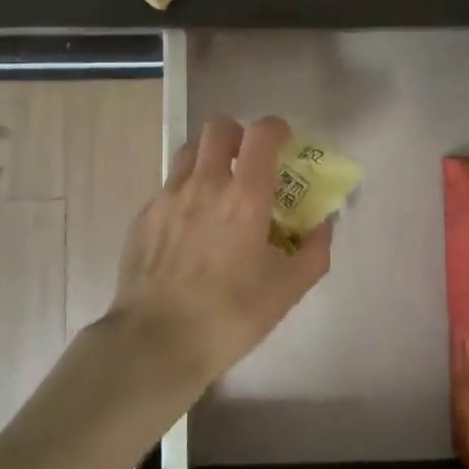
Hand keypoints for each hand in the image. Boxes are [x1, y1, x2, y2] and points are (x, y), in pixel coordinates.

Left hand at [103, 114, 333, 396]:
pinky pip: (169, 186)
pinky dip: (186, 191)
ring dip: (209, 157)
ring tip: (218, 188)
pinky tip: (190, 226)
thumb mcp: (287, 290)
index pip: (261, 133)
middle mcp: (205, 184)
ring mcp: (169, 196)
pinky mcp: (144, 215)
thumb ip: (314, 251)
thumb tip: (324, 223)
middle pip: (218, 128)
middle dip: (238, 135)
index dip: (276, 129)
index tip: (284, 143)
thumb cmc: (230, 316)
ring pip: (190, 150)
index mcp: (244, 196)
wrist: (156, 341)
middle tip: (248, 162)